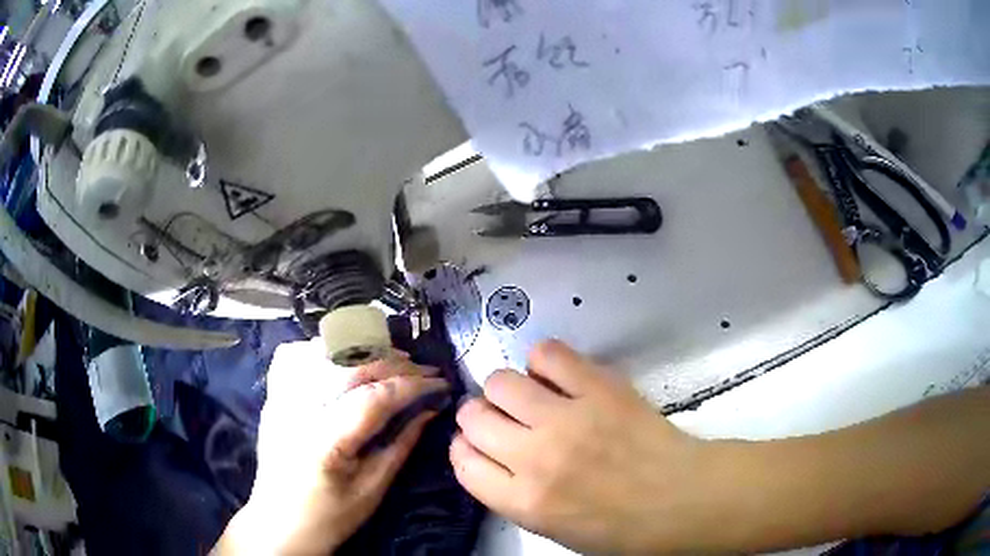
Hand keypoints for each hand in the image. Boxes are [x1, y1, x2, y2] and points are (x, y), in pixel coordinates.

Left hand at [216, 339, 448, 554]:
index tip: (440, 383)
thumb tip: (430, 409)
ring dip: (361, 348)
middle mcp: (297, 409)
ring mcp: (279, 397)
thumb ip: (401, 444)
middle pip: (350, 366)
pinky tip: (341, 357)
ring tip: (389, 358)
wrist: (280, 521)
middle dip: (394, 363)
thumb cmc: (330, 515)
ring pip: (322, 351)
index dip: (412, 386)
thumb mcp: (373, 489)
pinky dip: (321, 347)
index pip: (374, 397)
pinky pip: (295, 354)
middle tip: (423, 370)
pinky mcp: (272, 395)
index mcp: (324, 441)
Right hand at [450, 340, 716, 553]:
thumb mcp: (554, 530)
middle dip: (479, 416)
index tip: (476, 444)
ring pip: (501, 382)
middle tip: (501, 418)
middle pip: (474, 417)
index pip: (463, 462)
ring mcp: (566, 418)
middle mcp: (534, 457)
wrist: (682, 499)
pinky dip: (543, 361)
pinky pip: (548, 354)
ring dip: (505, 389)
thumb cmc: (621, 527)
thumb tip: (491, 458)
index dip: (464, 449)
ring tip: (528, 396)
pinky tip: (556, 375)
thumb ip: (513, 496)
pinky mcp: (597, 388)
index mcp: (523, 501)